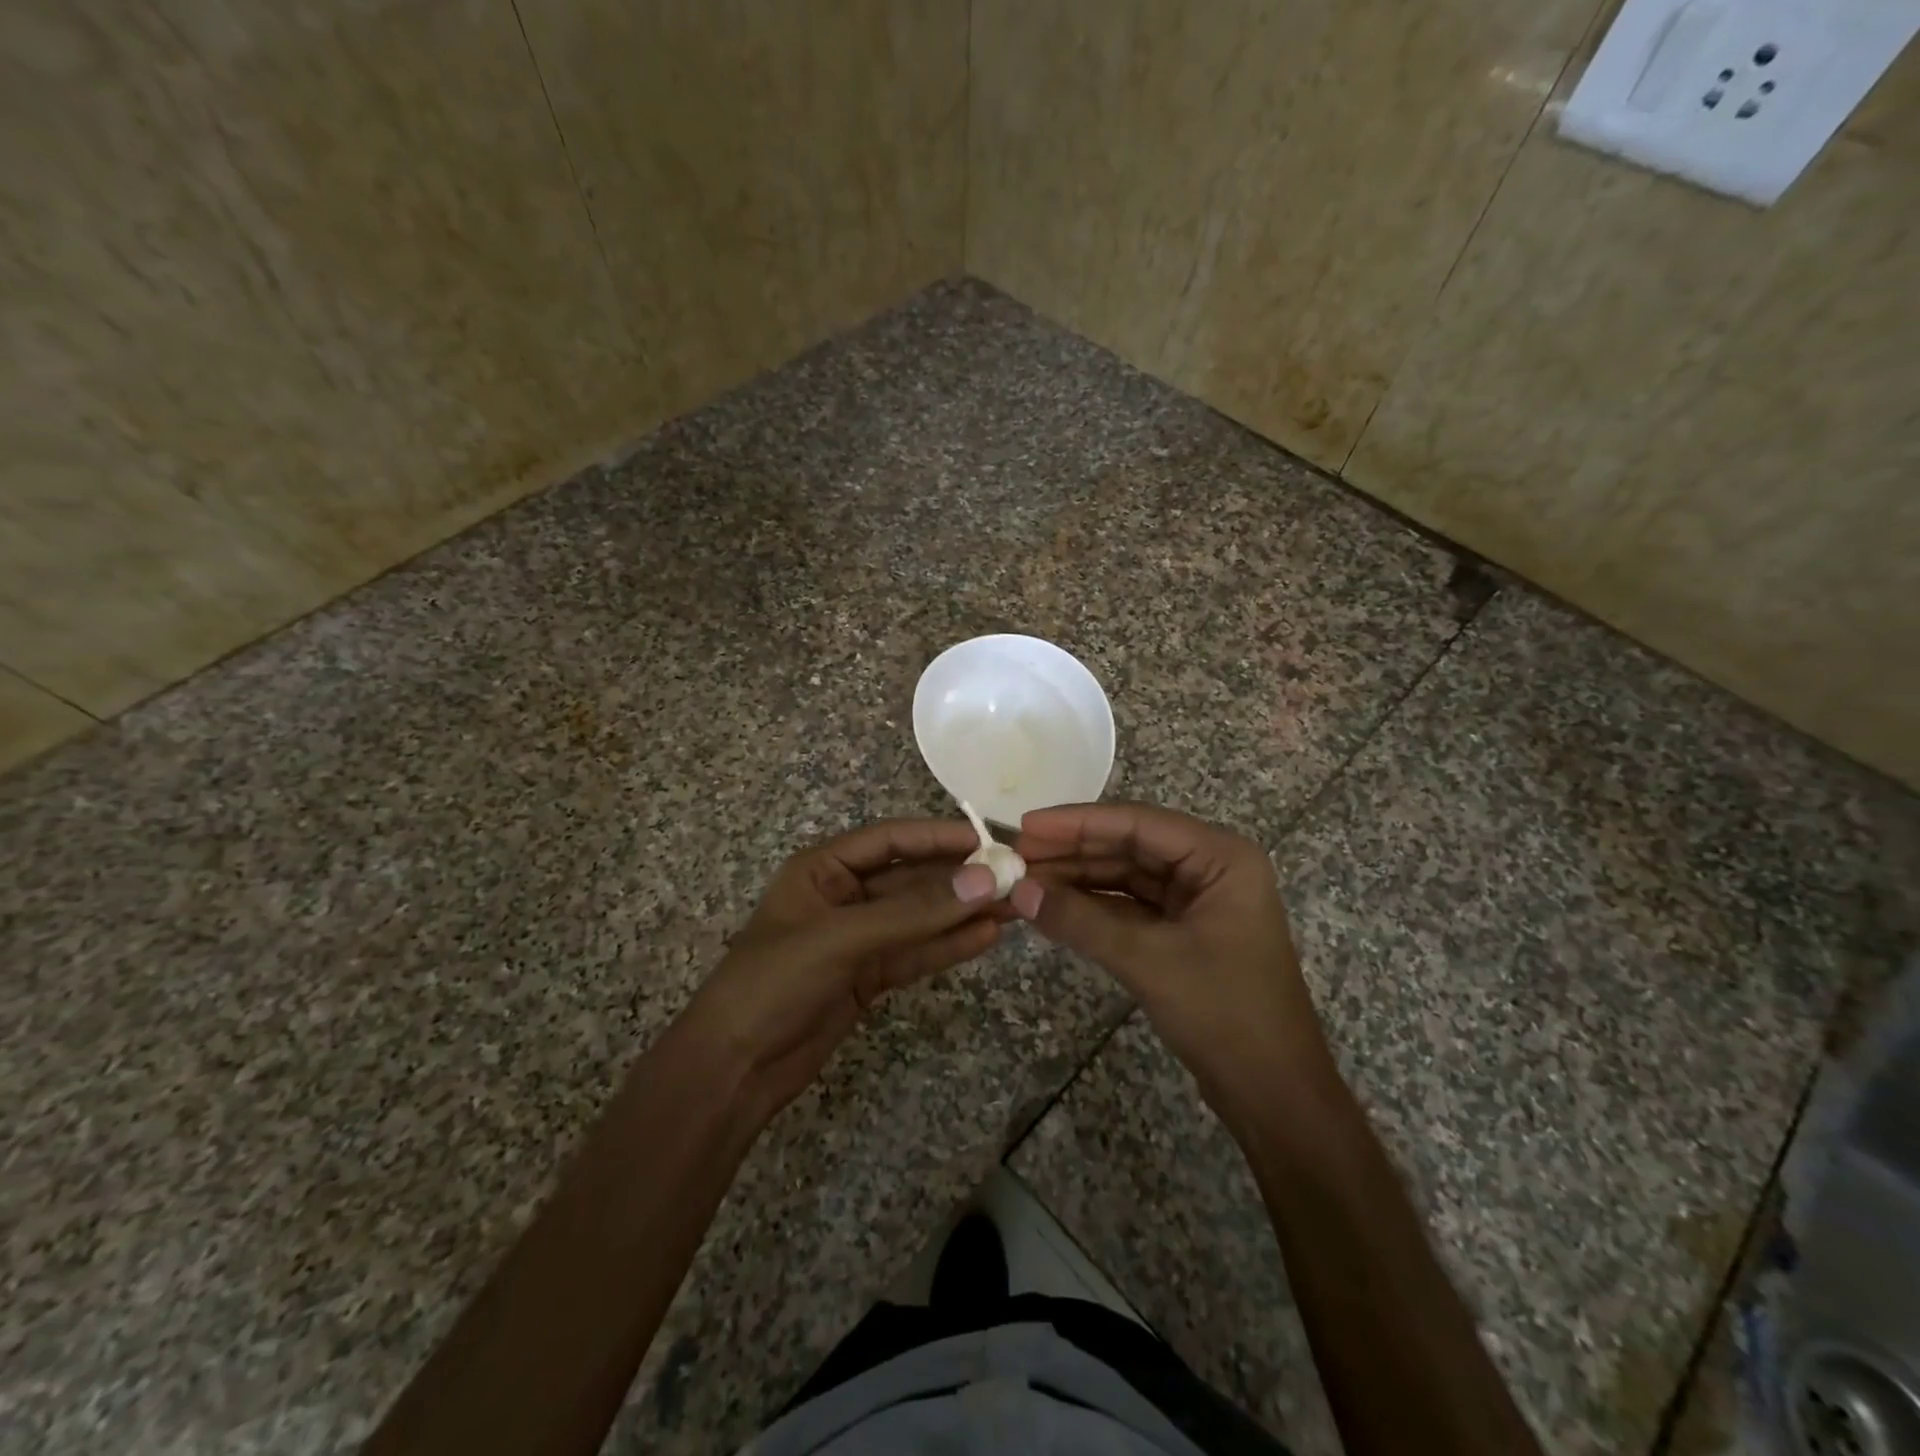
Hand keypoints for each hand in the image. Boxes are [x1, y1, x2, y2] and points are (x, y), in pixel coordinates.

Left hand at [677, 819, 1002, 1123]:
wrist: (733, 1069)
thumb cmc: (774, 982)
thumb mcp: (841, 938)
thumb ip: (913, 913)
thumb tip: (985, 881)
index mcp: (824, 868)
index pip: (891, 840)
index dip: (938, 836)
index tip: (989, 839)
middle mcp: (844, 895)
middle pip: (912, 878)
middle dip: (961, 878)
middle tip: (1015, 876)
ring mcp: (859, 938)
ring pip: (921, 917)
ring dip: (963, 912)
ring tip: (1016, 905)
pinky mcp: (870, 976)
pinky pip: (916, 952)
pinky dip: (949, 945)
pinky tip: (988, 936)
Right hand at [1009, 802, 1331, 1120]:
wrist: (1274, 1094)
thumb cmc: (1224, 1014)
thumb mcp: (1148, 960)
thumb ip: (1081, 920)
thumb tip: (1018, 891)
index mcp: (1221, 857)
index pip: (1139, 823)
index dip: (1078, 823)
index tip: (1027, 825)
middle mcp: (1210, 868)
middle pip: (1130, 846)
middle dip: (1073, 851)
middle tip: (1016, 854)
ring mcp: (1197, 901)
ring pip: (1127, 877)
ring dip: (1078, 879)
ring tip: (1024, 881)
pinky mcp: (1183, 933)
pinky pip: (1130, 907)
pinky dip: (1092, 908)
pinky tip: (1053, 908)